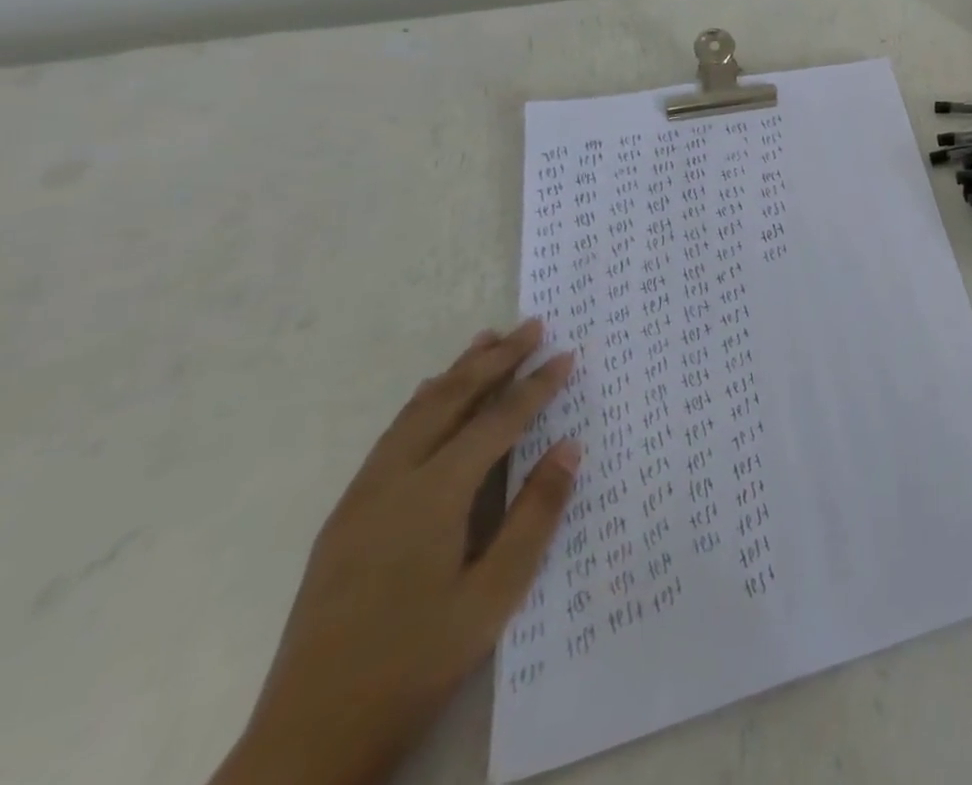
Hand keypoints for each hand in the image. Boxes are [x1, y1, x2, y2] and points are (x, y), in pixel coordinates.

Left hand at [212, 320, 579, 784]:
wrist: (307, 741)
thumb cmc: (415, 663)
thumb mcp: (494, 595)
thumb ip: (535, 515)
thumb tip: (569, 446)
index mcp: (433, 497)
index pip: (497, 421)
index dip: (536, 386)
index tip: (567, 354)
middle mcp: (392, 483)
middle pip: (450, 401)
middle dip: (495, 359)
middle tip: (532, 325)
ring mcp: (361, 500)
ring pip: (415, 414)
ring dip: (456, 373)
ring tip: (486, 340)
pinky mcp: (345, 520)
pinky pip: (392, 437)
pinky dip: (423, 403)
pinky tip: (432, 401)